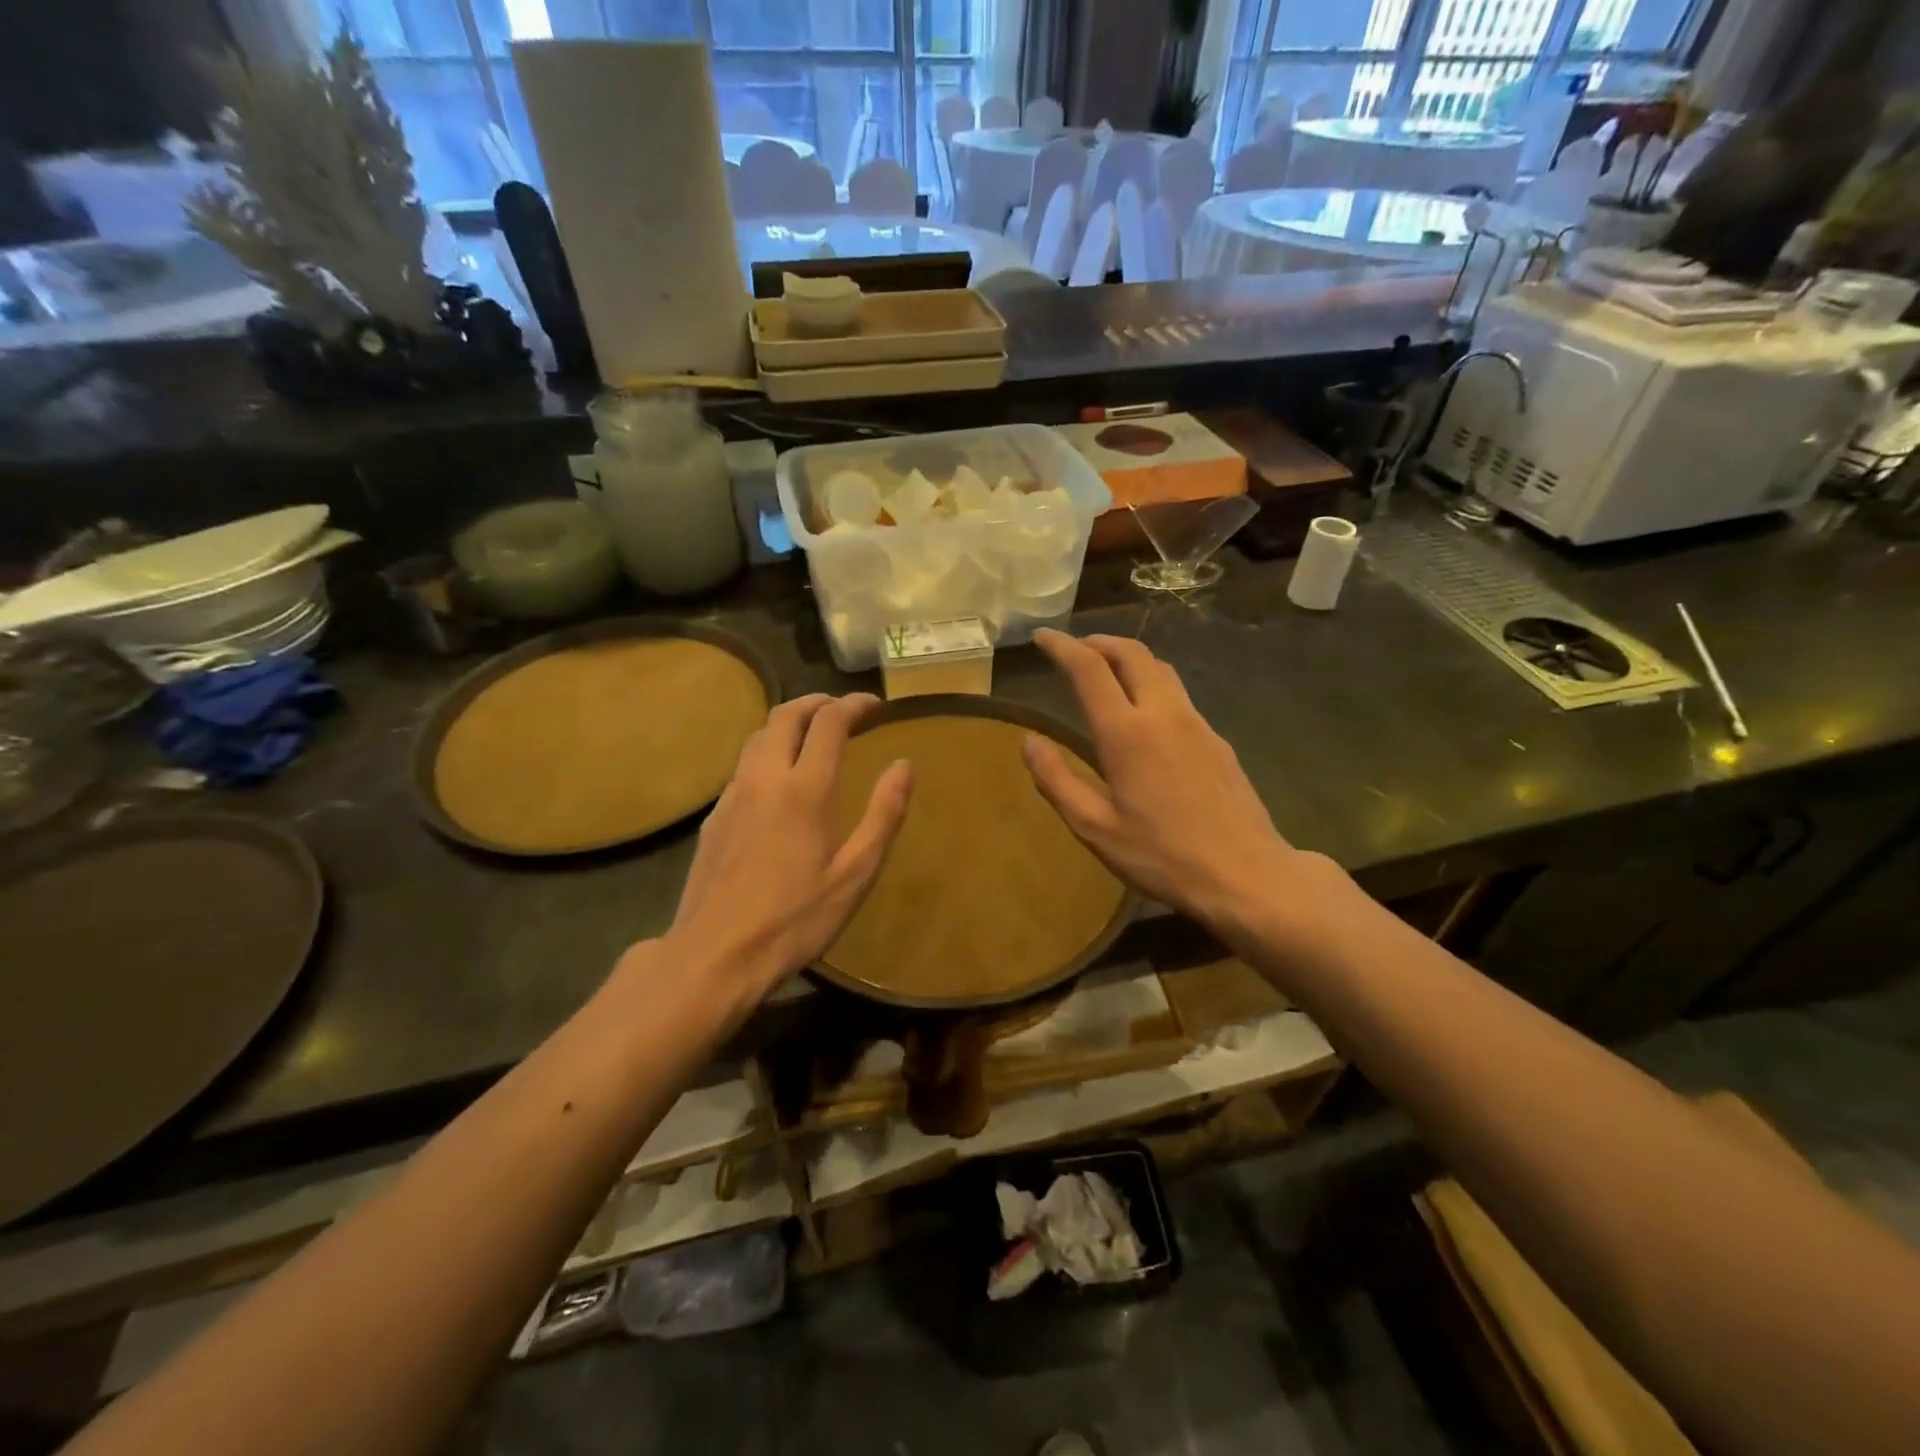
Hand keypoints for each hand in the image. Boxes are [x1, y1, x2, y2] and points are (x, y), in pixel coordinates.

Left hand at [653, 693, 912, 1015]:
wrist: (715, 954)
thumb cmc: (796, 918)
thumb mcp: (855, 874)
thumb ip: (883, 815)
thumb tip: (904, 766)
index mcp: (805, 788)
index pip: (829, 721)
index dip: (854, 705)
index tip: (875, 705)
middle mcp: (765, 777)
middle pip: (786, 715)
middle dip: (817, 702)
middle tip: (842, 709)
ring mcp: (733, 794)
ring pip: (758, 736)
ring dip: (789, 723)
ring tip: (813, 736)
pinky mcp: (714, 816)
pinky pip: (744, 766)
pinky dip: (768, 753)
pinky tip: (780, 782)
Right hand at [1023, 630, 1306, 934]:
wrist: (1245, 873)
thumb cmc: (1162, 855)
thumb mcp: (1095, 828)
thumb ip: (1057, 780)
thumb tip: (1030, 742)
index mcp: (1126, 733)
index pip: (1089, 668)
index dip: (1062, 646)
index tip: (1042, 637)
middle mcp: (1163, 714)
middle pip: (1132, 653)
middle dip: (1099, 642)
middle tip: (1075, 648)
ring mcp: (1197, 723)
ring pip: (1161, 669)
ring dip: (1129, 658)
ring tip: (1107, 672)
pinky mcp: (1217, 740)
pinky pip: (1178, 694)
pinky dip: (1151, 684)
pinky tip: (1145, 714)